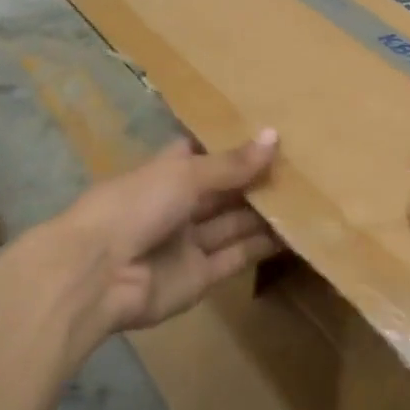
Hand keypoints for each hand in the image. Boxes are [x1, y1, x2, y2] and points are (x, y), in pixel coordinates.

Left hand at [59, 130, 281, 335]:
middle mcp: (177, 206)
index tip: (269, 132)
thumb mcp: (185, 175)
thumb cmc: (135, 207)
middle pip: (223, 191)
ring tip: (310, 197)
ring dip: (266, 213)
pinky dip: (264, 247)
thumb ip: (232, 164)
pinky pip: (237, 256)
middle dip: (256, 180)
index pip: (199, 153)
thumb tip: (275, 137)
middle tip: (303, 166)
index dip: (230, 144)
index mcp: (165, 174)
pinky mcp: (201, 277)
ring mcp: (188, 244)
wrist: (99, 274)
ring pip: (234, 224)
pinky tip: (296, 232)